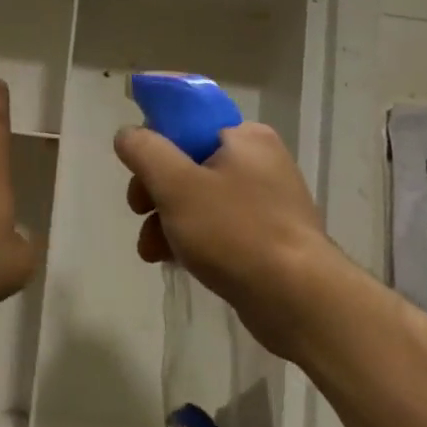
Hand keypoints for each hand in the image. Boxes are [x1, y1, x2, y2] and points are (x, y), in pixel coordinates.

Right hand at [114, 122, 342, 355]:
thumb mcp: (176, 184)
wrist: (299, 301)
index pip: (186, 125)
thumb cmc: (235, 232)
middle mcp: (260, 162)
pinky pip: (219, 228)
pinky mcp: (269, 238)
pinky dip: (193, 240)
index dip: (154, 147)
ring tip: (151, 251)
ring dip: (167, 221)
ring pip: (199, 200)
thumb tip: (127, 135)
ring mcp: (267, 202)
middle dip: (156, 193)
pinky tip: (173, 261)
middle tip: (139, 213)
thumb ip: (144, 151)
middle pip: (188, 164)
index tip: (137, 175)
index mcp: (245, 137)